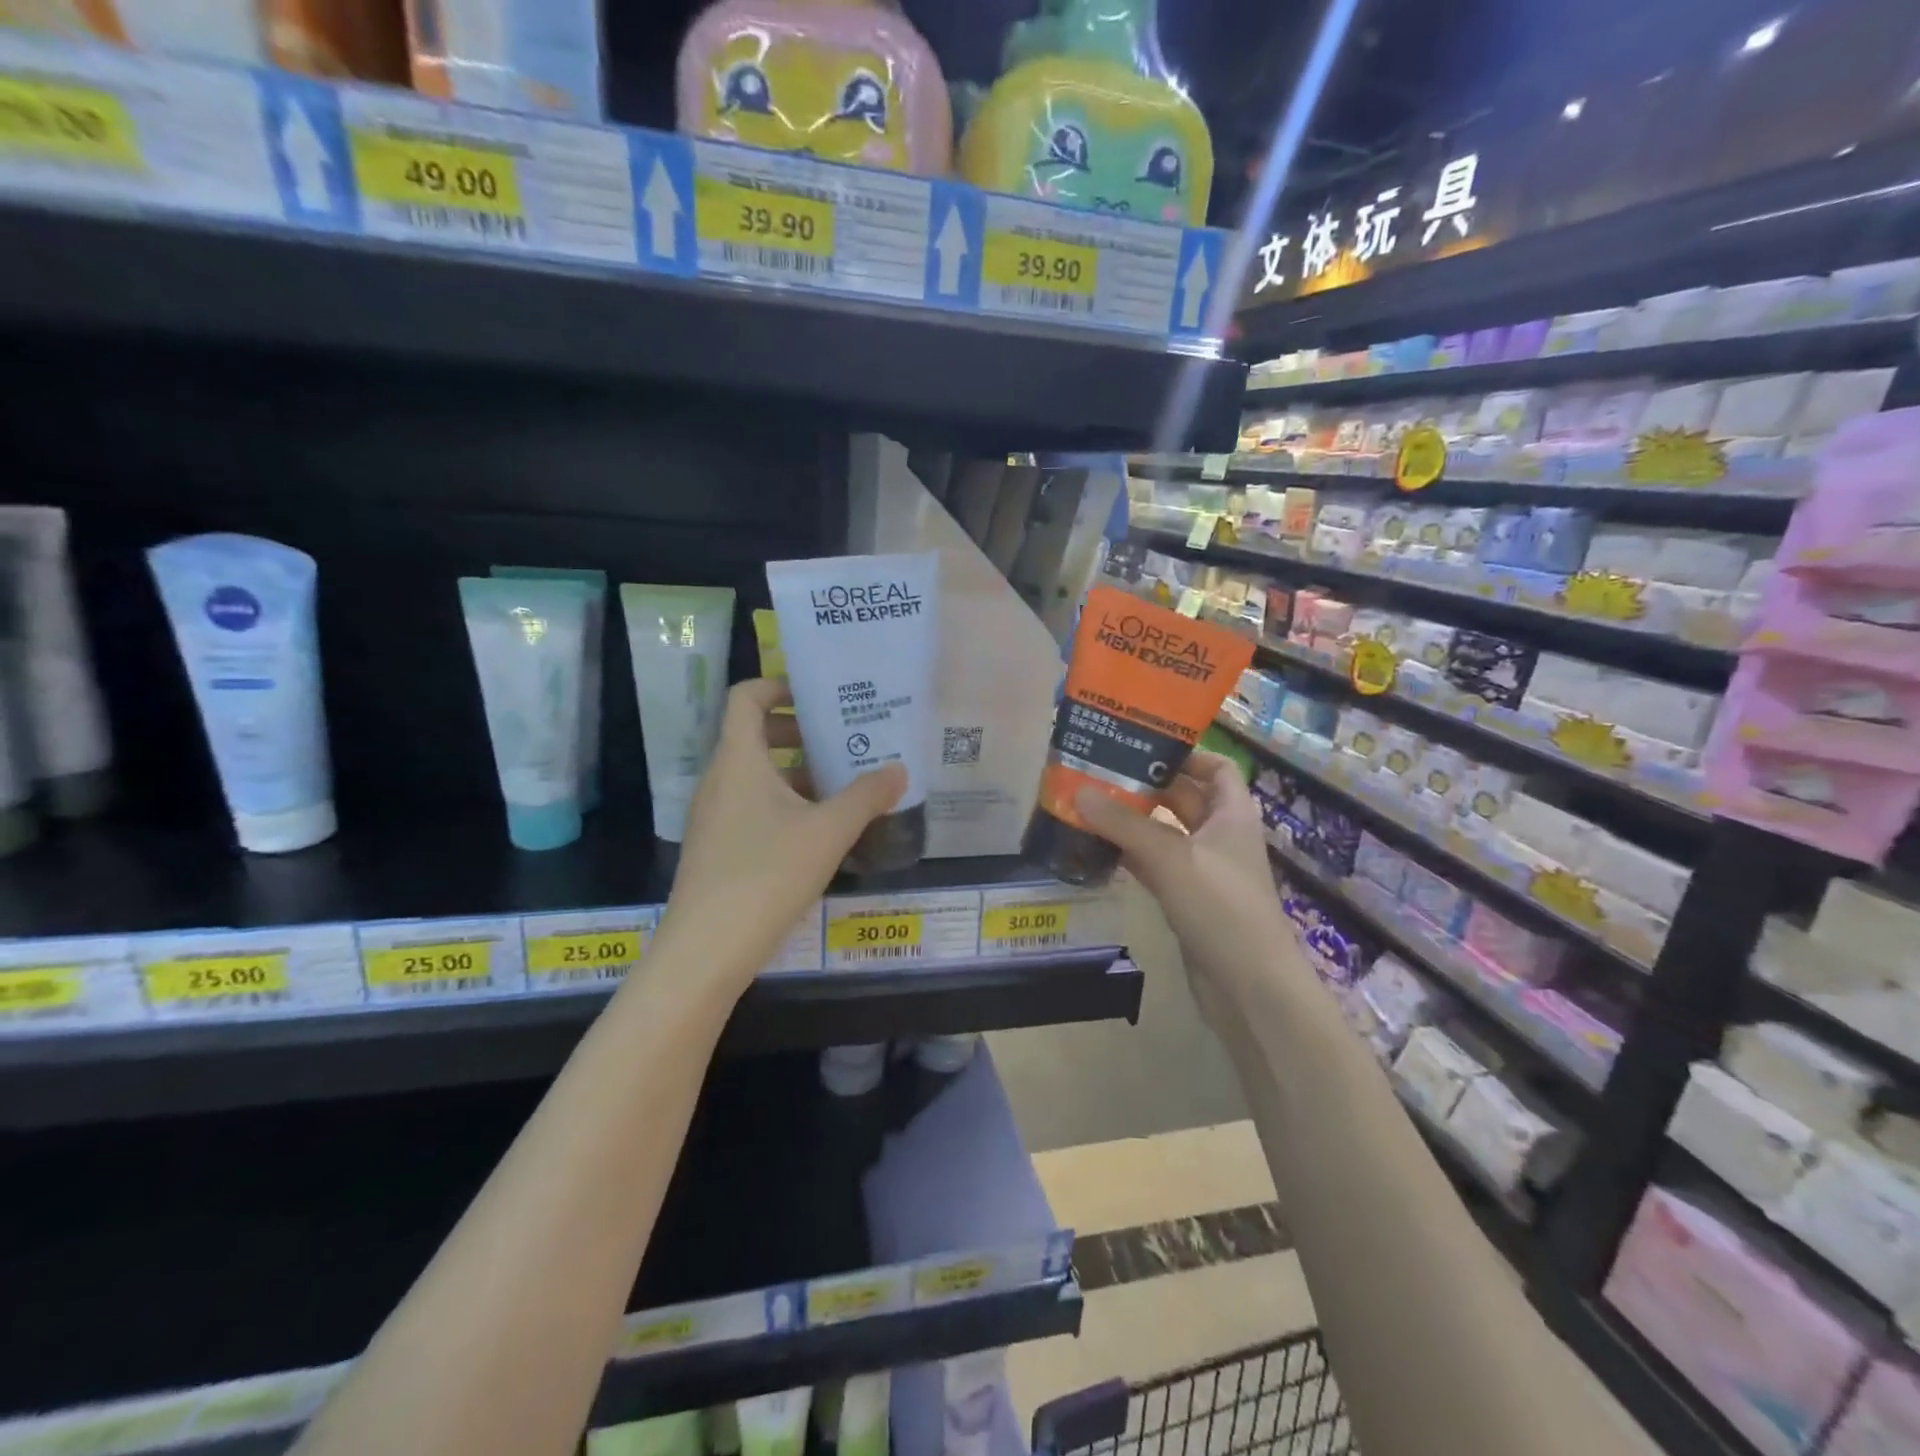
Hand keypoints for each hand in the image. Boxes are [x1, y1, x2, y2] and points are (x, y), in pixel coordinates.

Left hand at [653, 679, 906, 989]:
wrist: (706, 951)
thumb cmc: (766, 875)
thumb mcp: (828, 832)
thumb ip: (866, 796)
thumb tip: (900, 770)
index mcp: (738, 760)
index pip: (746, 698)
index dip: (778, 687)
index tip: (818, 697)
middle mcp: (720, 779)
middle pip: (755, 736)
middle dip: (800, 733)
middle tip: (843, 740)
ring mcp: (714, 816)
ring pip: (757, 776)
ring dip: (797, 773)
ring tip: (843, 787)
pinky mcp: (718, 847)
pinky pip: (752, 807)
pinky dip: (785, 804)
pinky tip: (820, 833)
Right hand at [1074, 753, 1301, 1028]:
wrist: (1250, 989)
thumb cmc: (1222, 909)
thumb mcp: (1172, 858)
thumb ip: (1124, 824)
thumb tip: (1079, 791)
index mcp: (1232, 814)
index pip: (1216, 768)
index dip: (1186, 754)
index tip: (1141, 746)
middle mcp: (1220, 836)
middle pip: (1183, 798)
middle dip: (1146, 784)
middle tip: (1099, 772)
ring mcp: (1204, 871)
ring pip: (1165, 833)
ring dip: (1133, 821)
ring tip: (1089, 804)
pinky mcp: (1187, 900)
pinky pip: (1155, 865)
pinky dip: (1130, 855)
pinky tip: (1098, 849)